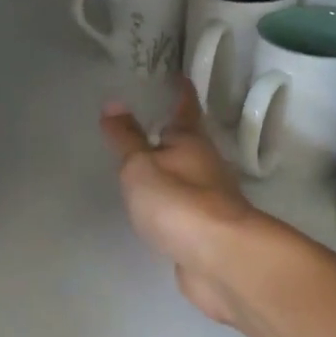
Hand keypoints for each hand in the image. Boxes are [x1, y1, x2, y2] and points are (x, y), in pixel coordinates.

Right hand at [100, 79, 264, 325]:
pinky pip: (184, 207)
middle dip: (172, 132)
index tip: (177, 76)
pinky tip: (157, 207)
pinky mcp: (206, 231)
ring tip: (146, 162)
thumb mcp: (140, 166)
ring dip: (171, 167)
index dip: (180, 91)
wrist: (221, 260)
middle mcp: (206, 165)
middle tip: (149, 119)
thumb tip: (114, 103)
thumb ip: (126, 139)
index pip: (185, 108)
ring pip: (187, 175)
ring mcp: (209, 200)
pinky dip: (172, 201)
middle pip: (189, 142)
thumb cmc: (178, 202)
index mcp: (191, 141)